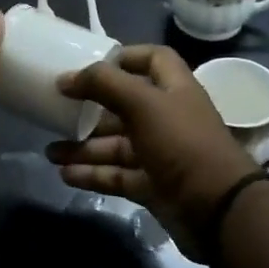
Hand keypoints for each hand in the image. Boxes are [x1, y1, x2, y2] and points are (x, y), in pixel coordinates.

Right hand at [46, 45, 261, 261]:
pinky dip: (92, 174)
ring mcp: (160, 155)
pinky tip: (65, 175)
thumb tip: (65, 78)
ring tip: (50, 152)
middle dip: (90, 110)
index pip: (152, 60)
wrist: (218, 210)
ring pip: (115, 145)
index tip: (90, 64)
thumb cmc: (182, 143)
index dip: (124, 57)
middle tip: (56, 111)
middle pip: (124, 106)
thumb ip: (104, 84)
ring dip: (83, 147)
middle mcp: (167, 118)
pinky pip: (116, 175)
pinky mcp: (152, 186)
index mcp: (174, 89)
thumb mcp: (143, 103)